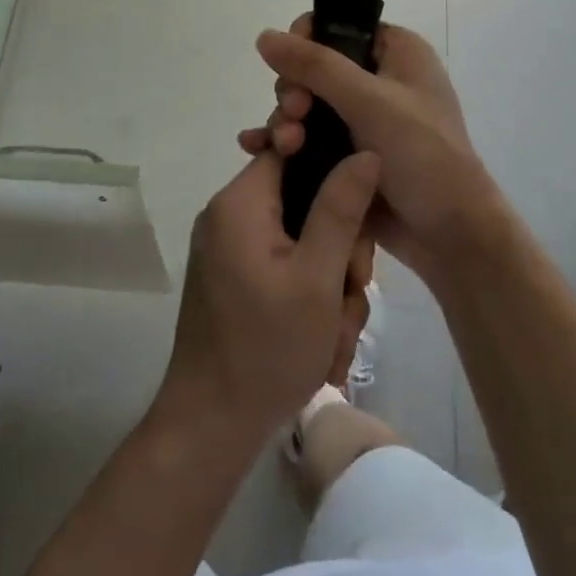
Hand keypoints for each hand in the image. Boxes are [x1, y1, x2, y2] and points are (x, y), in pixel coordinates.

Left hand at [158, 148, 380, 443]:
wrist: (210, 424)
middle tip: (351, 292)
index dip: (334, 171)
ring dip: (330, 284)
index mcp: (241, 202)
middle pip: (303, 201)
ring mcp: (230, 249)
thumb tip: (365, 151)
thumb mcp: (318, 277)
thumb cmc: (267, 348)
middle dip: (339, 248)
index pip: (292, 150)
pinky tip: (322, 342)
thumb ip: (341, 208)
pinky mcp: (235, 278)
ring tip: (335, 334)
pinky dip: (309, 298)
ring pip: (302, 241)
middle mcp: (230, 215)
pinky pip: (285, 266)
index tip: (359, 218)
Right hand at [239, 17, 515, 287]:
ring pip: (306, 104)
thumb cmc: (422, 155)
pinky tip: (255, 149)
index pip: (337, 27)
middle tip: (294, 115)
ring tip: (283, 146)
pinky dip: (284, 140)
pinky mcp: (349, 154)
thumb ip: (315, 66)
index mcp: (396, 52)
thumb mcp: (369, 102)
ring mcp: (363, 119)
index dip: (306, 42)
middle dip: (293, 91)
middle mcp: (379, 79)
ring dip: (286, 120)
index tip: (292, 70)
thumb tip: (264, 35)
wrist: (450, 235)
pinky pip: (308, 136)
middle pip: (313, 68)